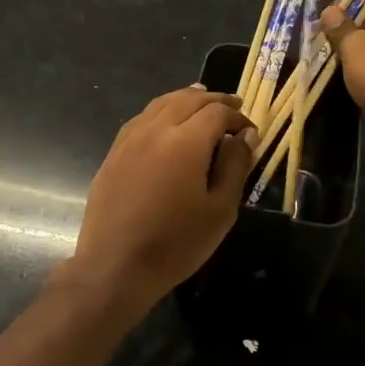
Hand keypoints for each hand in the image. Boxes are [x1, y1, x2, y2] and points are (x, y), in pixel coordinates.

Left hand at [69, 86, 258, 303]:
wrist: (116, 266)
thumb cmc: (176, 242)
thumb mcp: (220, 209)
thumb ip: (235, 166)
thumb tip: (245, 136)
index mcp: (186, 141)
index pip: (217, 113)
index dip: (238, 118)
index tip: (251, 133)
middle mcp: (155, 129)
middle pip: (188, 99)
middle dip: (214, 100)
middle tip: (233, 107)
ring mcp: (129, 140)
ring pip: (161, 104)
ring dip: (185, 99)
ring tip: (202, 101)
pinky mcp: (113, 154)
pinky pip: (141, 119)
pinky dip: (161, 111)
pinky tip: (166, 122)